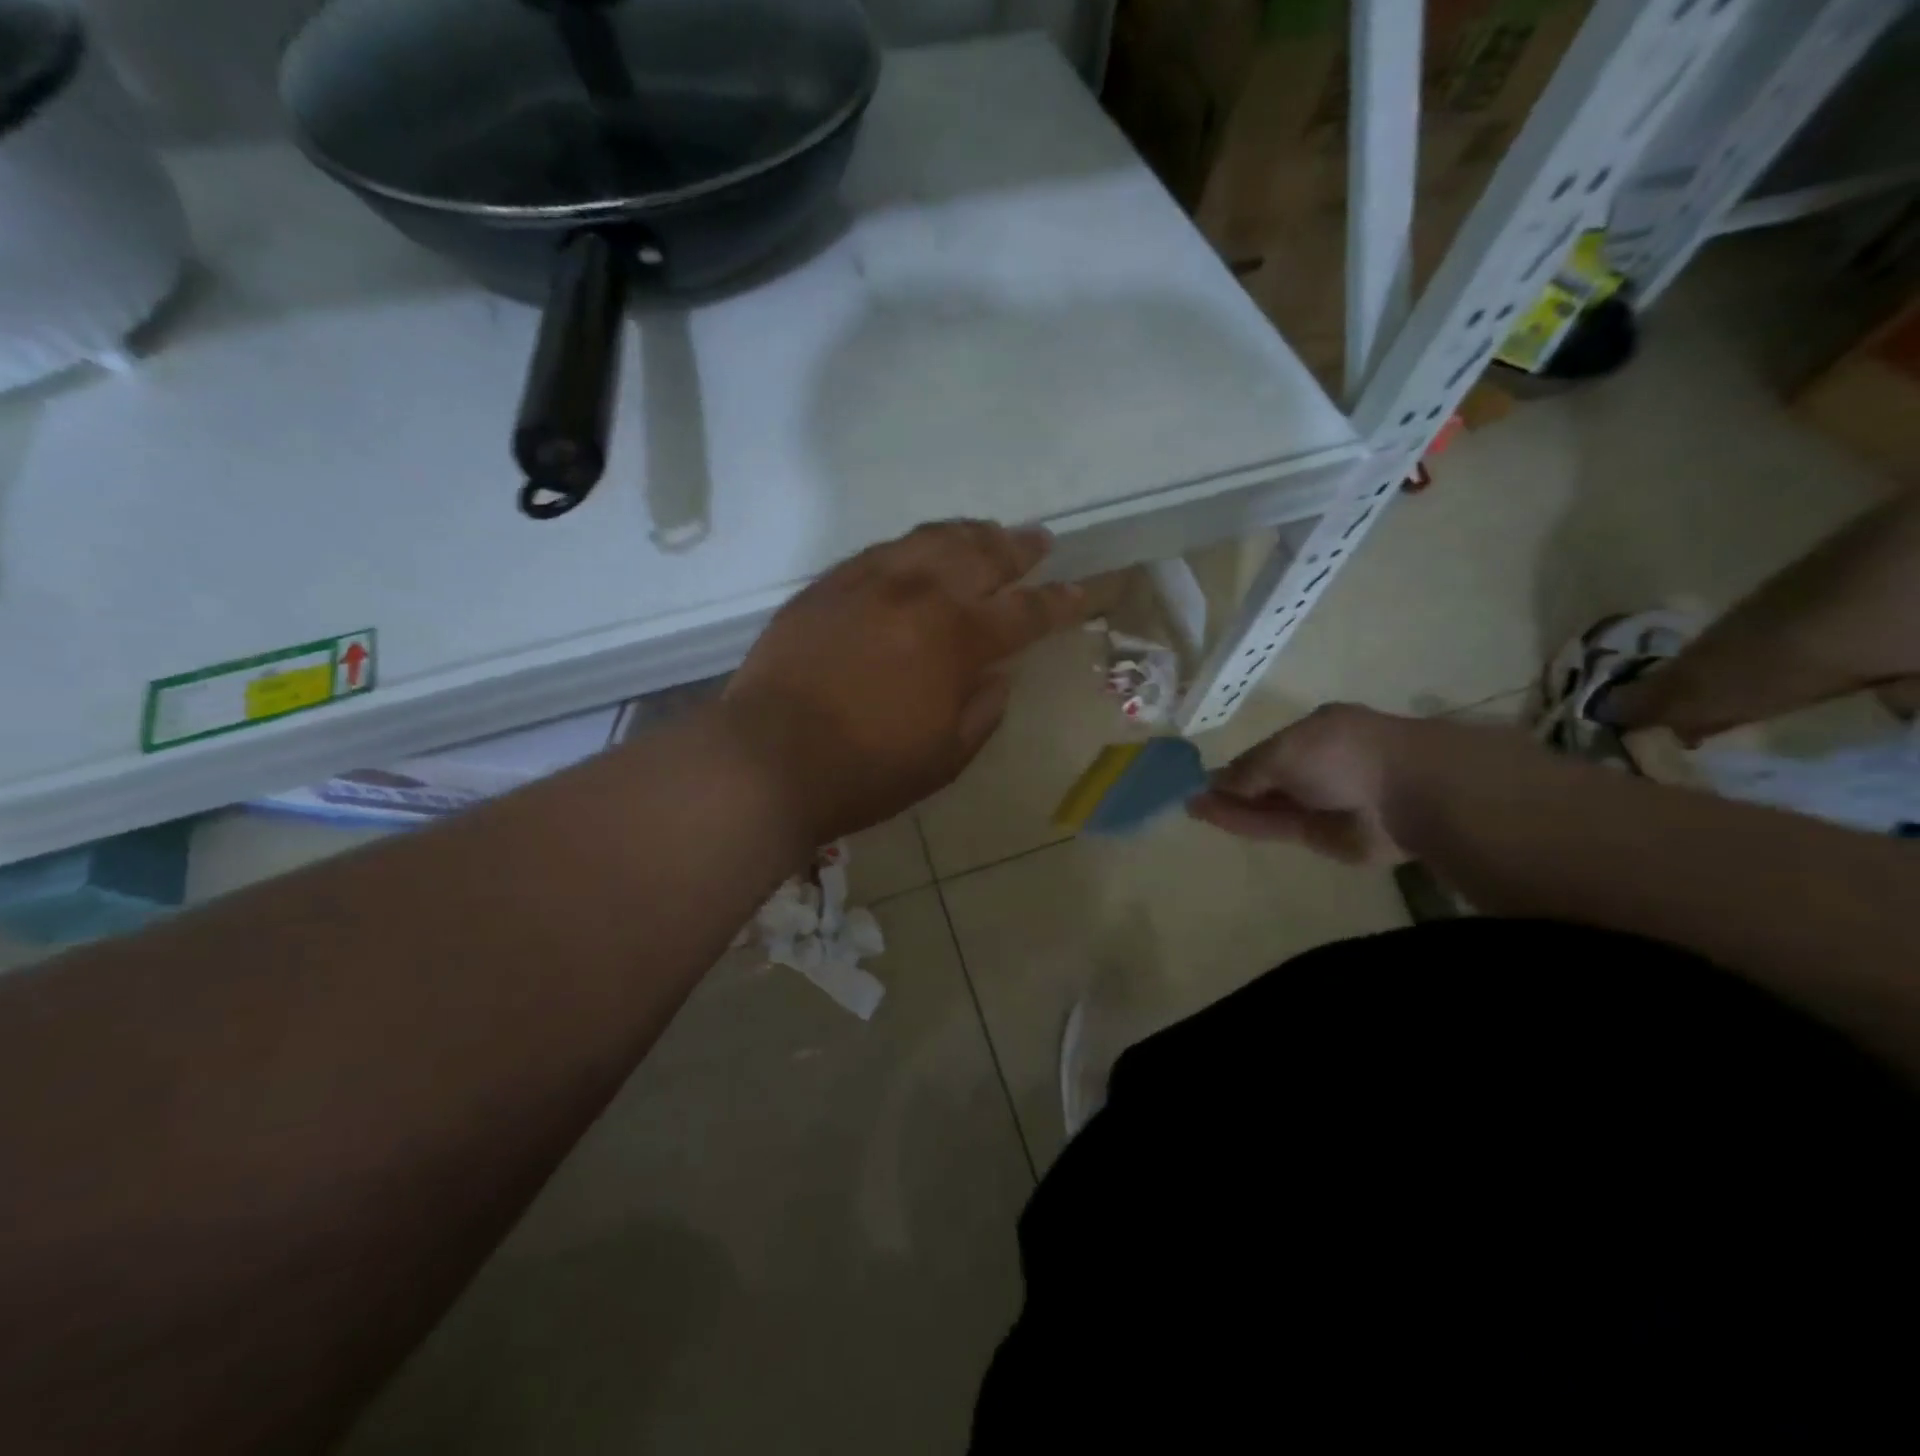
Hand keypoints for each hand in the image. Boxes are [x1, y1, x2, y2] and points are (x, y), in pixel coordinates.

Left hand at [724, 520, 1087, 843]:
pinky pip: (883, 550)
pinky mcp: (828, 585)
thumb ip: (983, 709)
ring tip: (988, 531)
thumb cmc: (865, 771)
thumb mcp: (946, 757)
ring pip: (931, 540)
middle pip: (982, 555)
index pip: (1026, 611)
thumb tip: (998, 674)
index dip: (1062, 602)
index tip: (1086, 591)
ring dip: (968, 533)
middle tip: (1040, 541)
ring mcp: (869, 582)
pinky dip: (914, 545)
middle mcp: (920, 594)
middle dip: (1018, 548)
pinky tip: (920, 551)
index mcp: (958, 639)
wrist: (767, 759)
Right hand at [1187, 704, 1410, 863]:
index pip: (1265, 751)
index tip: (1205, 777)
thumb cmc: (1343, 753)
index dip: (1236, 765)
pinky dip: (1243, 822)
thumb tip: (1214, 783)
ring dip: (1230, 807)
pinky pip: (1274, 826)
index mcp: (1314, 733)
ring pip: (1265, 805)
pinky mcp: (1319, 835)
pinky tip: (1212, 817)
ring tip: (1191, 808)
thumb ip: (1247, 769)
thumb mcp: (1284, 750)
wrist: (1407, 794)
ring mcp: (1319, 802)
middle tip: (1192, 796)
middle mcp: (1316, 766)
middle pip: (1264, 780)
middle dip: (1230, 788)